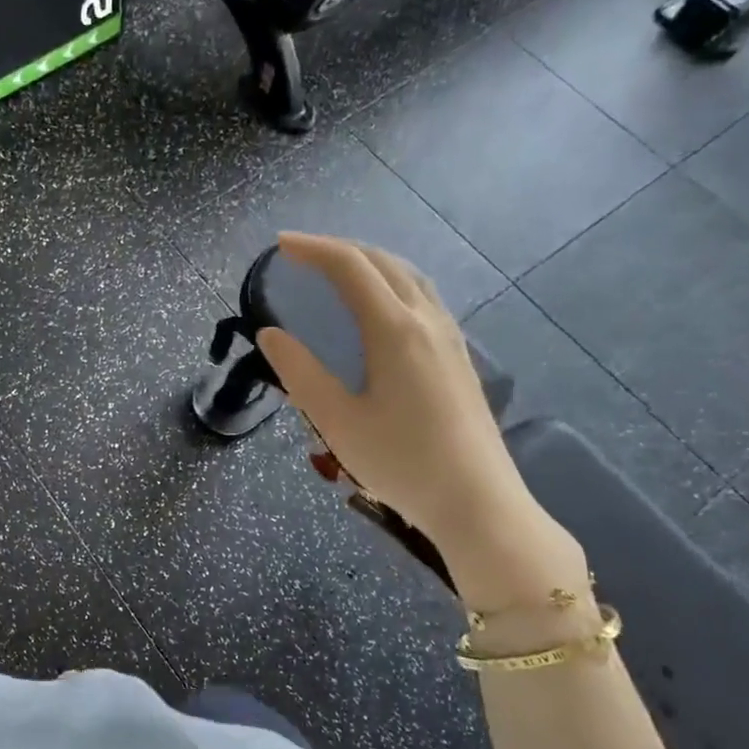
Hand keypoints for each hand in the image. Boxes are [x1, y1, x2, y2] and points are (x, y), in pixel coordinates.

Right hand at [256, 234, 588, 627]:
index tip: (280, 245)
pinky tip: (380, 306)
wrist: (479, 503)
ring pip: (409, 276)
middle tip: (300, 254)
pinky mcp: (458, 357)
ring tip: (336, 270)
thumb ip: (300, 373)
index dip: (313, 249)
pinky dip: (391, 282)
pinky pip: (422, 297)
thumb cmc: (402, 463)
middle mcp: (426, 321)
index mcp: (395, 330)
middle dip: (339, 249)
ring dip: (369, 262)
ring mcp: (449, 338)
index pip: (351, 268)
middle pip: (383, 263)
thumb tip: (270, 334)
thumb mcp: (337, 421)